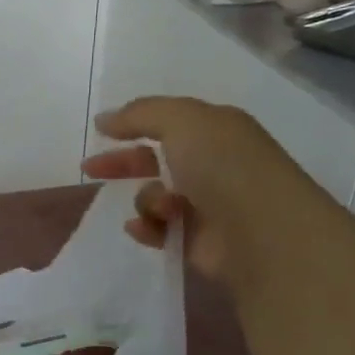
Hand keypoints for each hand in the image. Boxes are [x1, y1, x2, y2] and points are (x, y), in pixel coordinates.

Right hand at [83, 96, 308, 281]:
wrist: (263, 232)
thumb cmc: (224, 166)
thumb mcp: (181, 121)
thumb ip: (139, 114)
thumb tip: (104, 119)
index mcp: (215, 131)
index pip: (167, 122)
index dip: (133, 124)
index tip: (100, 132)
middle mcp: (212, 164)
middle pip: (155, 159)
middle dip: (124, 163)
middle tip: (91, 169)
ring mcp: (206, 204)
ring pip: (154, 196)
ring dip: (147, 199)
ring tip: (161, 207)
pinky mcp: (198, 240)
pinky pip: (159, 229)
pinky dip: (148, 227)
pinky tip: (146, 228)